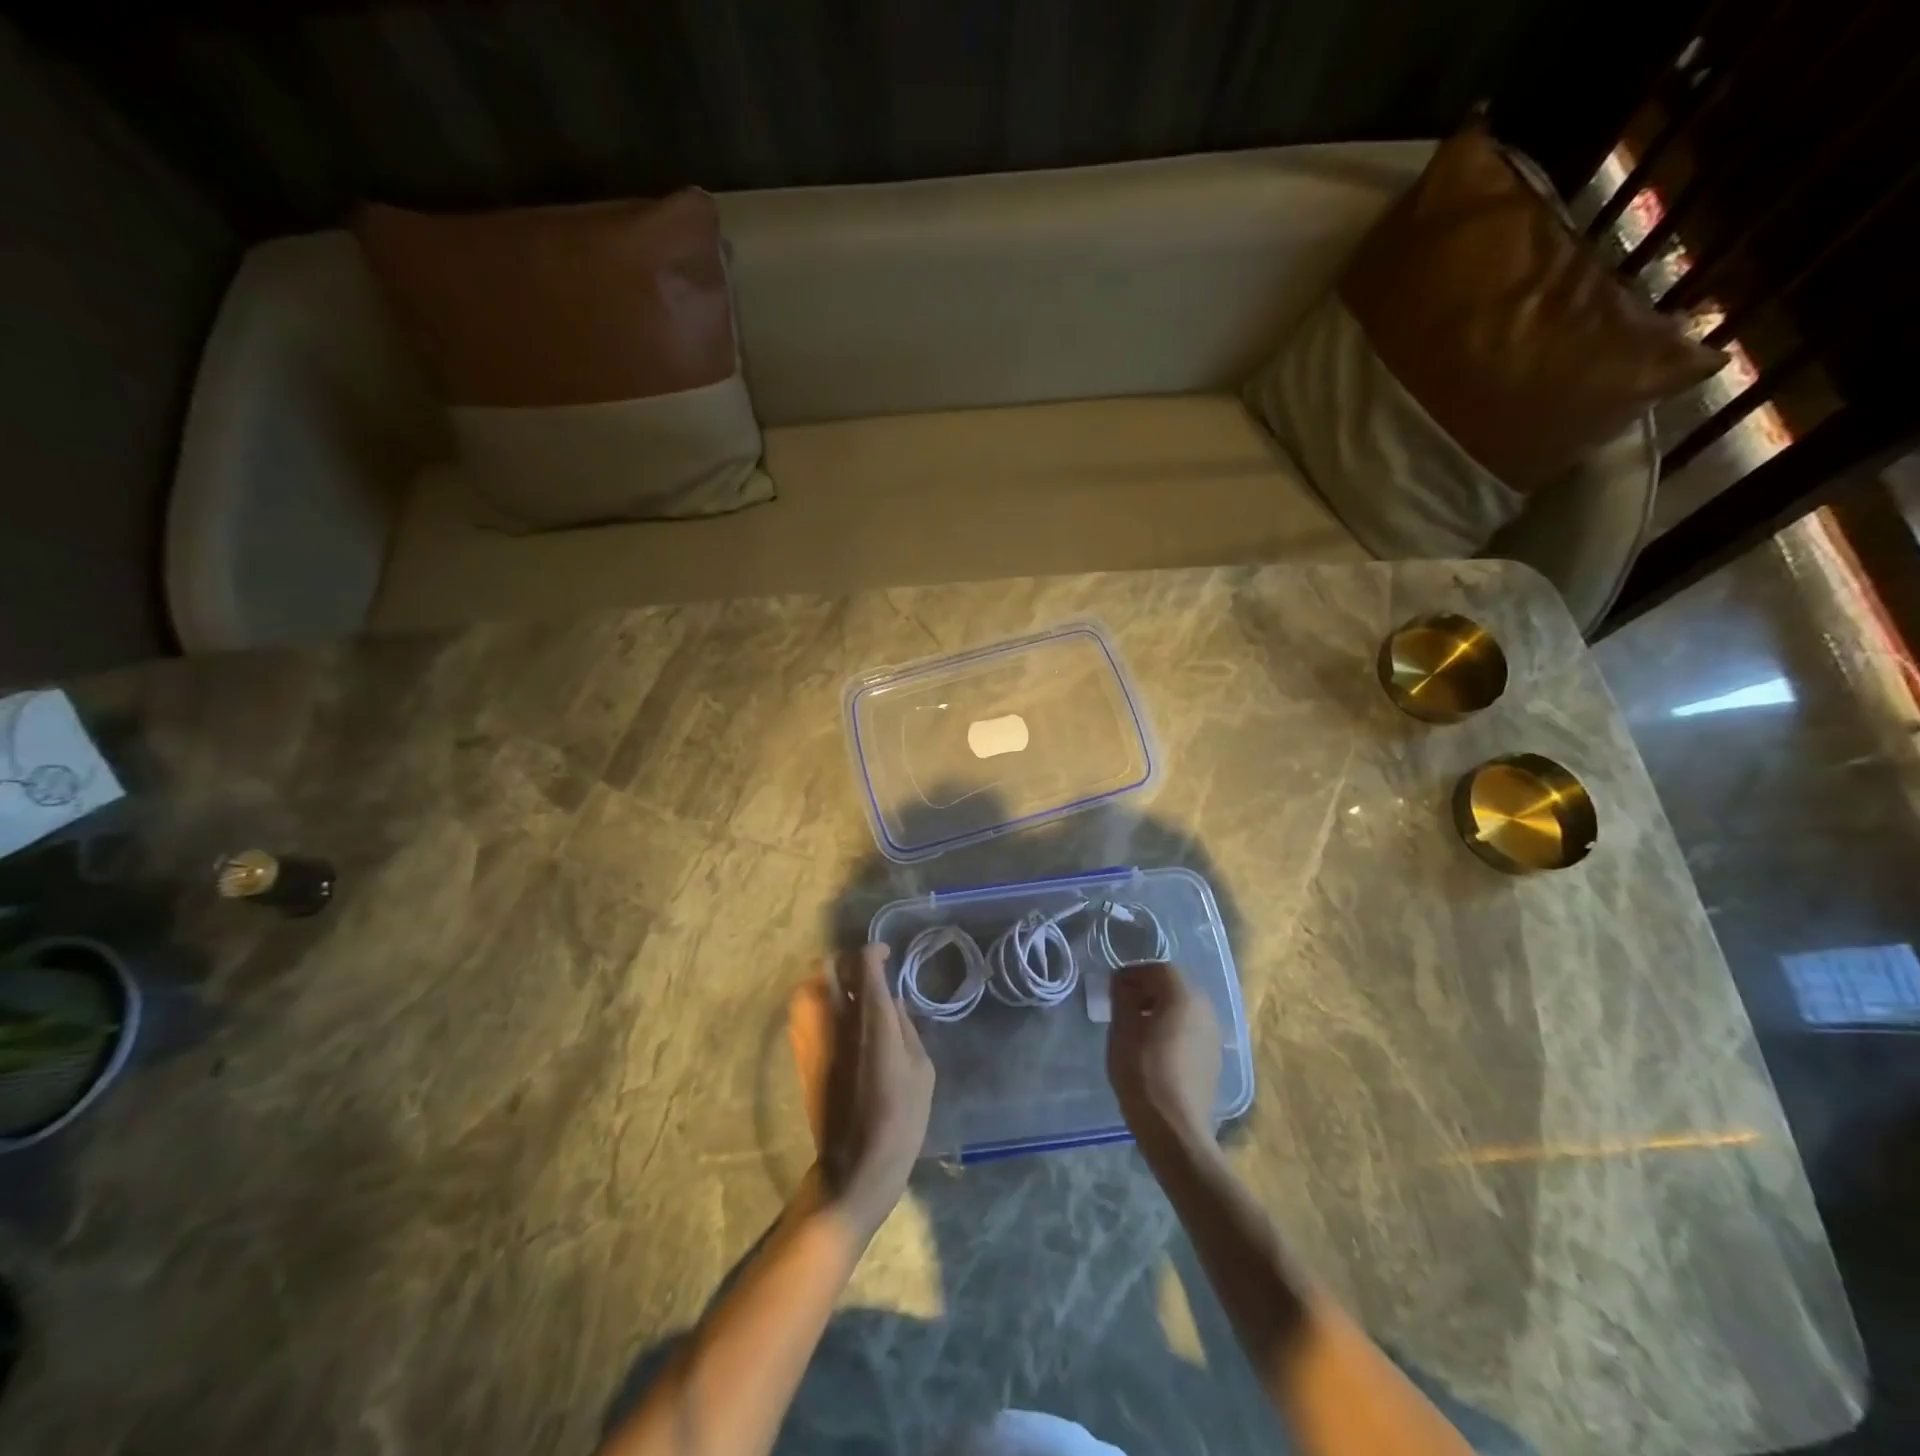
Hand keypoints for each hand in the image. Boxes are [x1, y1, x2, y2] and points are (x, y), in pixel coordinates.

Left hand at [788, 944, 933, 1240]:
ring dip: (825, 981)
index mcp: (872, 1019)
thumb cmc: (900, 1119)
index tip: (886, 954)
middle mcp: (837, 1019)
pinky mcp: (802, 1057)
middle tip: (863, 971)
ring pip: (807, 988)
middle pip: (827, 968)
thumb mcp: (921, 1070)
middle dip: (845, 961)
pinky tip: (834, 1019)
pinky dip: (814, 1004)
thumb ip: (907, 1028)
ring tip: (844, 991)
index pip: (864, 964)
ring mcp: (814, 1038)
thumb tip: (894, 1004)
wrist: (855, 1167)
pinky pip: (802, 1014)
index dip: (874, 952)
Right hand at [1106, 962, 1220, 1154]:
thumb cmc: (1142, 1072)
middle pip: (1174, 986)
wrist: (1175, 1129)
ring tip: (1137, 1029)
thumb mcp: (1122, 1029)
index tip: (1113, 988)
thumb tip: (1122, 982)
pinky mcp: (1214, 1058)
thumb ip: (1122, 997)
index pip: (1158, 968)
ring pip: (1184, 1009)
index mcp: (1183, 995)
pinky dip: (1173, 1029)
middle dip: (1147, 990)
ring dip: (1161, 1010)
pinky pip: (1191, 1030)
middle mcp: (1205, 1008)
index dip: (1134, 973)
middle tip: (1122, 1006)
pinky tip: (1155, 1050)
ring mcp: (1214, 1034)